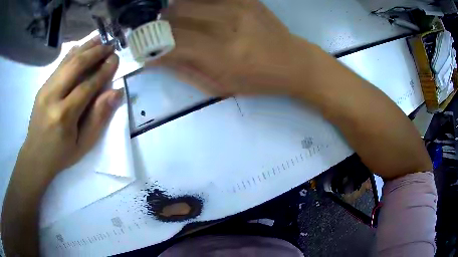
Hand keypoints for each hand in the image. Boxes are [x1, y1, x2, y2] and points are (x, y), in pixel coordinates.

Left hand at [19, 37, 121, 176]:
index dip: (103, 70)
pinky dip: (72, 54)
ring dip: (85, 48)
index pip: (87, 86)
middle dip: (95, 52)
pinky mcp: (42, 87)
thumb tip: (115, 92)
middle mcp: (52, 97)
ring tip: (99, 39)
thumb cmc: (61, 155)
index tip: (116, 59)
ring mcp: (45, 89)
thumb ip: (98, 118)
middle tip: (110, 45)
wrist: (35, 156)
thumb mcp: (83, 144)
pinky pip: (59, 65)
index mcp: (64, 115)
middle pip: (76, 66)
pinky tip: (81, 47)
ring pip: (67, 61)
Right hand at [155, 0, 307, 95]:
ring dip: (173, 11)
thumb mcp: (218, 86)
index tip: (142, 47)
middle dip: (159, 25)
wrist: (291, 61)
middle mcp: (226, 24)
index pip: (170, 41)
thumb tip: (155, 56)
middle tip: (157, 33)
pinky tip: (194, 11)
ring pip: (187, 1)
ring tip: (175, 21)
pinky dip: (193, 2)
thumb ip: (183, 69)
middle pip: (175, 14)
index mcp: (220, 54)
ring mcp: (236, 6)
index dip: (150, 43)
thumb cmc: (255, 80)